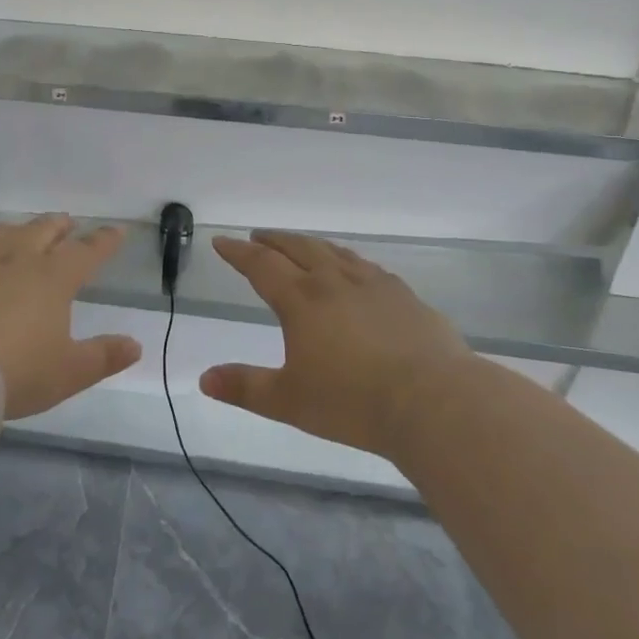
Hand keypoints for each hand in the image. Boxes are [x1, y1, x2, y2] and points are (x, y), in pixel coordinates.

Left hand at [0, 215, 140, 420]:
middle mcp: (17, 258)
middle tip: (67, 223)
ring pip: (1, 232)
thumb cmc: (14, 372)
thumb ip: (103, 357)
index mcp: (53, 278)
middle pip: (43, 231)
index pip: (86, 252)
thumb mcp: (67, 373)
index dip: (104, 241)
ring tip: (22, 230)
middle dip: (59, 226)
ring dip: (18, 229)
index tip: (117, 230)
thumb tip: (135, 345)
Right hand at [203, 231, 476, 459]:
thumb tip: (204, 380)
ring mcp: (373, 285)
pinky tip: (355, 271)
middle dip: (273, 241)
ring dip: (311, 245)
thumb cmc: (353, 402)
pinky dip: (348, 261)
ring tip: (301, 246)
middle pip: (298, 248)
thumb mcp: (289, 401)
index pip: (261, 265)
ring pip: (334, 252)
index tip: (222, 241)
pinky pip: (367, 267)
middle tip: (258, 236)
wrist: (434, 402)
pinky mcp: (405, 297)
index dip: (238, 252)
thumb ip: (245, 388)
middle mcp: (334, 281)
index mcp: (301, 299)